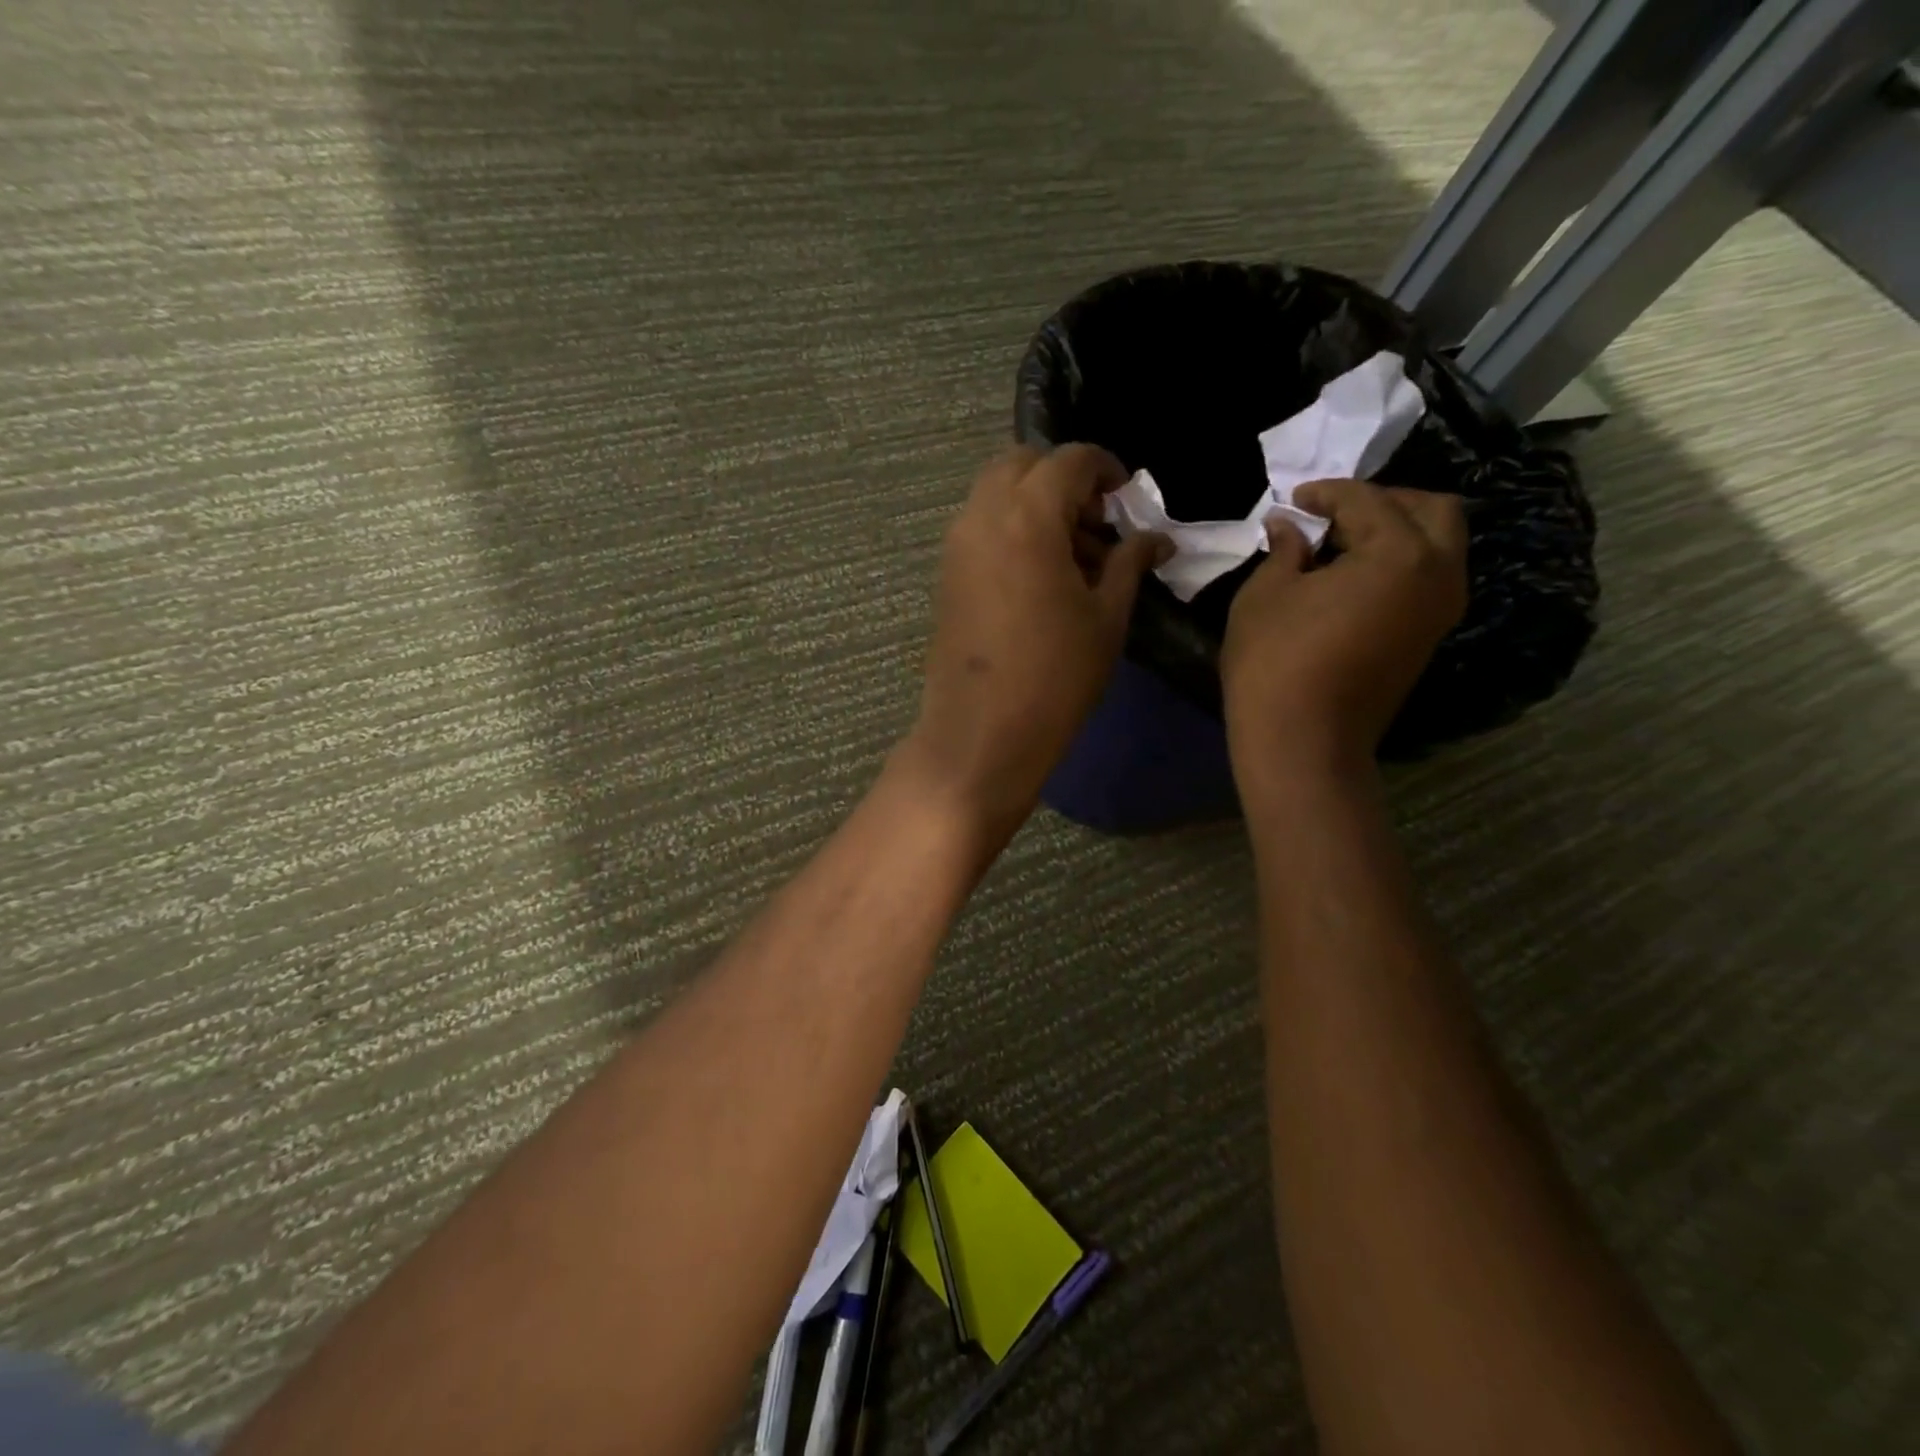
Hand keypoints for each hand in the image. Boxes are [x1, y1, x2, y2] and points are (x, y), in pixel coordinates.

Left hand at [901, 444, 1166, 843]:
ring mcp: (956, 546)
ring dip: (1035, 504)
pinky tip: (1040, 576)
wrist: (981, 733)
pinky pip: (980, 527)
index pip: (1069, 460)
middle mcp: (981, 516)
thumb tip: (1156, 538)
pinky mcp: (946, 575)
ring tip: (1074, 556)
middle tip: (1097, 522)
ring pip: (996, 494)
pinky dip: (1011, 529)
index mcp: (1026, 516)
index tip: (1127, 496)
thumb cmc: (1055, 676)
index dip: (1106, 468)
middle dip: (1063, 479)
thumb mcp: (1106, 618)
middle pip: (1022, 464)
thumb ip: (1129, 564)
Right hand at [1222, 479, 1465, 783]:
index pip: (1367, 501)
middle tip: (1333, 513)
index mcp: (1399, 553)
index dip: (1326, 494)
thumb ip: (1284, 550)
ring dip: (1397, 531)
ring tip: (1342, 544)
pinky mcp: (1429, 637)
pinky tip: (1353, 577)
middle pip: (1432, 510)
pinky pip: (1428, 578)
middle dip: (1383, 501)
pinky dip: (1400, 563)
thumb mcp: (1265, 594)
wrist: (1302, 740)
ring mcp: (1441, 609)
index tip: (1294, 499)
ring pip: (1439, 545)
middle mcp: (1438, 573)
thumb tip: (1289, 527)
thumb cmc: (1274, 661)